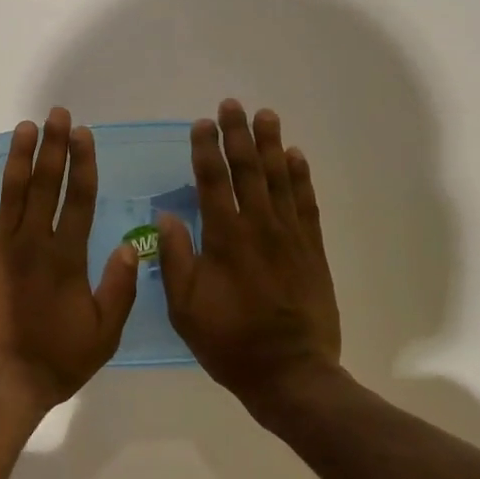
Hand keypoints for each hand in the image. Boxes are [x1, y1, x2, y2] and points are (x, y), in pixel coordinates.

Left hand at [0, 108, 138, 416]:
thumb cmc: (55, 361)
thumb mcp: (104, 333)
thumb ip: (119, 287)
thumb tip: (129, 244)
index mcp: (69, 257)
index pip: (80, 199)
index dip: (83, 164)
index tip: (83, 135)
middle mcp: (36, 242)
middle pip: (47, 184)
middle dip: (53, 146)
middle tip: (57, 115)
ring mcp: (1, 247)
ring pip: (13, 191)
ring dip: (21, 156)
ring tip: (26, 126)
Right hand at [156, 100, 343, 412]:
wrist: (291, 373)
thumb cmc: (230, 342)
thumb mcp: (185, 308)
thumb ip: (175, 259)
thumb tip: (166, 215)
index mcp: (224, 239)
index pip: (212, 182)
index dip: (206, 150)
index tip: (201, 124)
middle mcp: (259, 228)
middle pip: (247, 171)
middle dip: (238, 135)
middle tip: (233, 105)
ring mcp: (290, 237)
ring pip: (279, 180)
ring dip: (271, 145)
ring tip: (266, 116)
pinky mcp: (312, 250)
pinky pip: (307, 204)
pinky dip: (301, 178)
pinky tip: (296, 156)